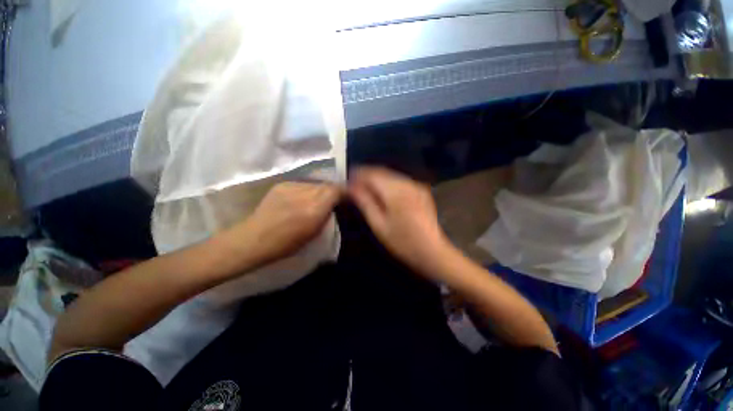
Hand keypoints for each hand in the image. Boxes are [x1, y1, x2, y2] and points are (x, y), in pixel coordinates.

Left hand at [230, 182, 342, 265]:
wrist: (254, 239)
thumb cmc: (286, 245)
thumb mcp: (314, 233)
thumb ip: (326, 215)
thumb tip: (333, 204)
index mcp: (314, 209)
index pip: (336, 190)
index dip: (343, 192)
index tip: (346, 198)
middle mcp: (305, 194)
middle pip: (327, 185)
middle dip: (332, 192)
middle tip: (331, 201)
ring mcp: (292, 187)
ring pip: (315, 184)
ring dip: (319, 191)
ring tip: (315, 201)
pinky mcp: (282, 184)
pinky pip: (302, 184)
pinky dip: (306, 191)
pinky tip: (300, 200)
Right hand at [348, 167, 449, 274]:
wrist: (432, 251)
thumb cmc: (402, 242)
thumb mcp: (379, 224)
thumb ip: (365, 202)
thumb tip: (351, 187)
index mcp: (395, 191)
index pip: (372, 174)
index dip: (358, 174)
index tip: (347, 180)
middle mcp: (407, 183)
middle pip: (382, 172)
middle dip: (366, 175)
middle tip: (354, 185)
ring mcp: (416, 185)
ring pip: (390, 175)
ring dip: (377, 179)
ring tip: (365, 188)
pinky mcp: (421, 190)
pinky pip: (399, 181)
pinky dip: (387, 183)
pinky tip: (382, 193)